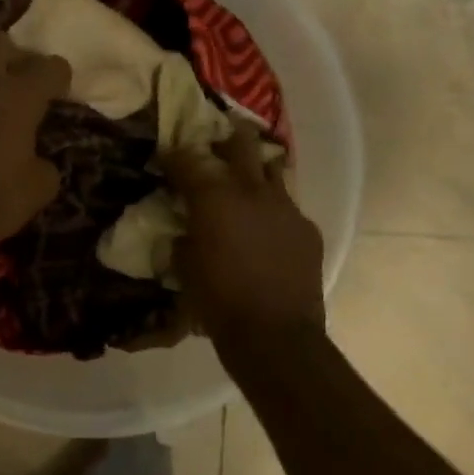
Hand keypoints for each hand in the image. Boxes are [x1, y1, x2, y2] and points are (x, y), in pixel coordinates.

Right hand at [163, 125, 325, 346]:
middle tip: (216, 145)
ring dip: (256, 171)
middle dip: (226, 139)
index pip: (188, 160)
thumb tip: (185, 230)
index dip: (173, 155)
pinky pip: (288, 208)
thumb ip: (183, 238)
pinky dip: (274, 212)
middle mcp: (252, 191)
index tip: (166, 156)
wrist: (274, 335)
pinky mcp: (308, 229)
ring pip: (272, 170)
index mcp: (214, 197)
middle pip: (241, 145)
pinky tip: (268, 231)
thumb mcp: (184, 268)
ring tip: (246, 182)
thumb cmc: (217, 301)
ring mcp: (285, 208)